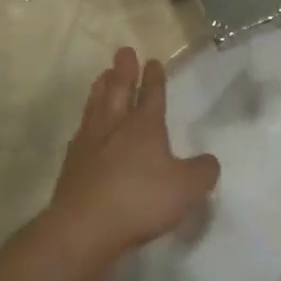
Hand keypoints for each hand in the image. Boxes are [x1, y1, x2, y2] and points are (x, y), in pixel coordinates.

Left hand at [45, 48, 218, 268]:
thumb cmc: (140, 201)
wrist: (84, 228)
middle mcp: (115, 126)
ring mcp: (89, 143)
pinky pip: (81, 131)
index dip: (154, 77)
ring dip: (101, 88)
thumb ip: (203, 171)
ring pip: (96, 105)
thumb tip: (209, 162)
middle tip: (123, 52)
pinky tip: (86, 124)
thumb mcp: (187, 188)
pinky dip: (86, 120)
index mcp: (145, 126)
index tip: (153, 61)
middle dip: (124, 70)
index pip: (152, 94)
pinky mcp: (72, 164)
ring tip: (103, 75)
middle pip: (119, 90)